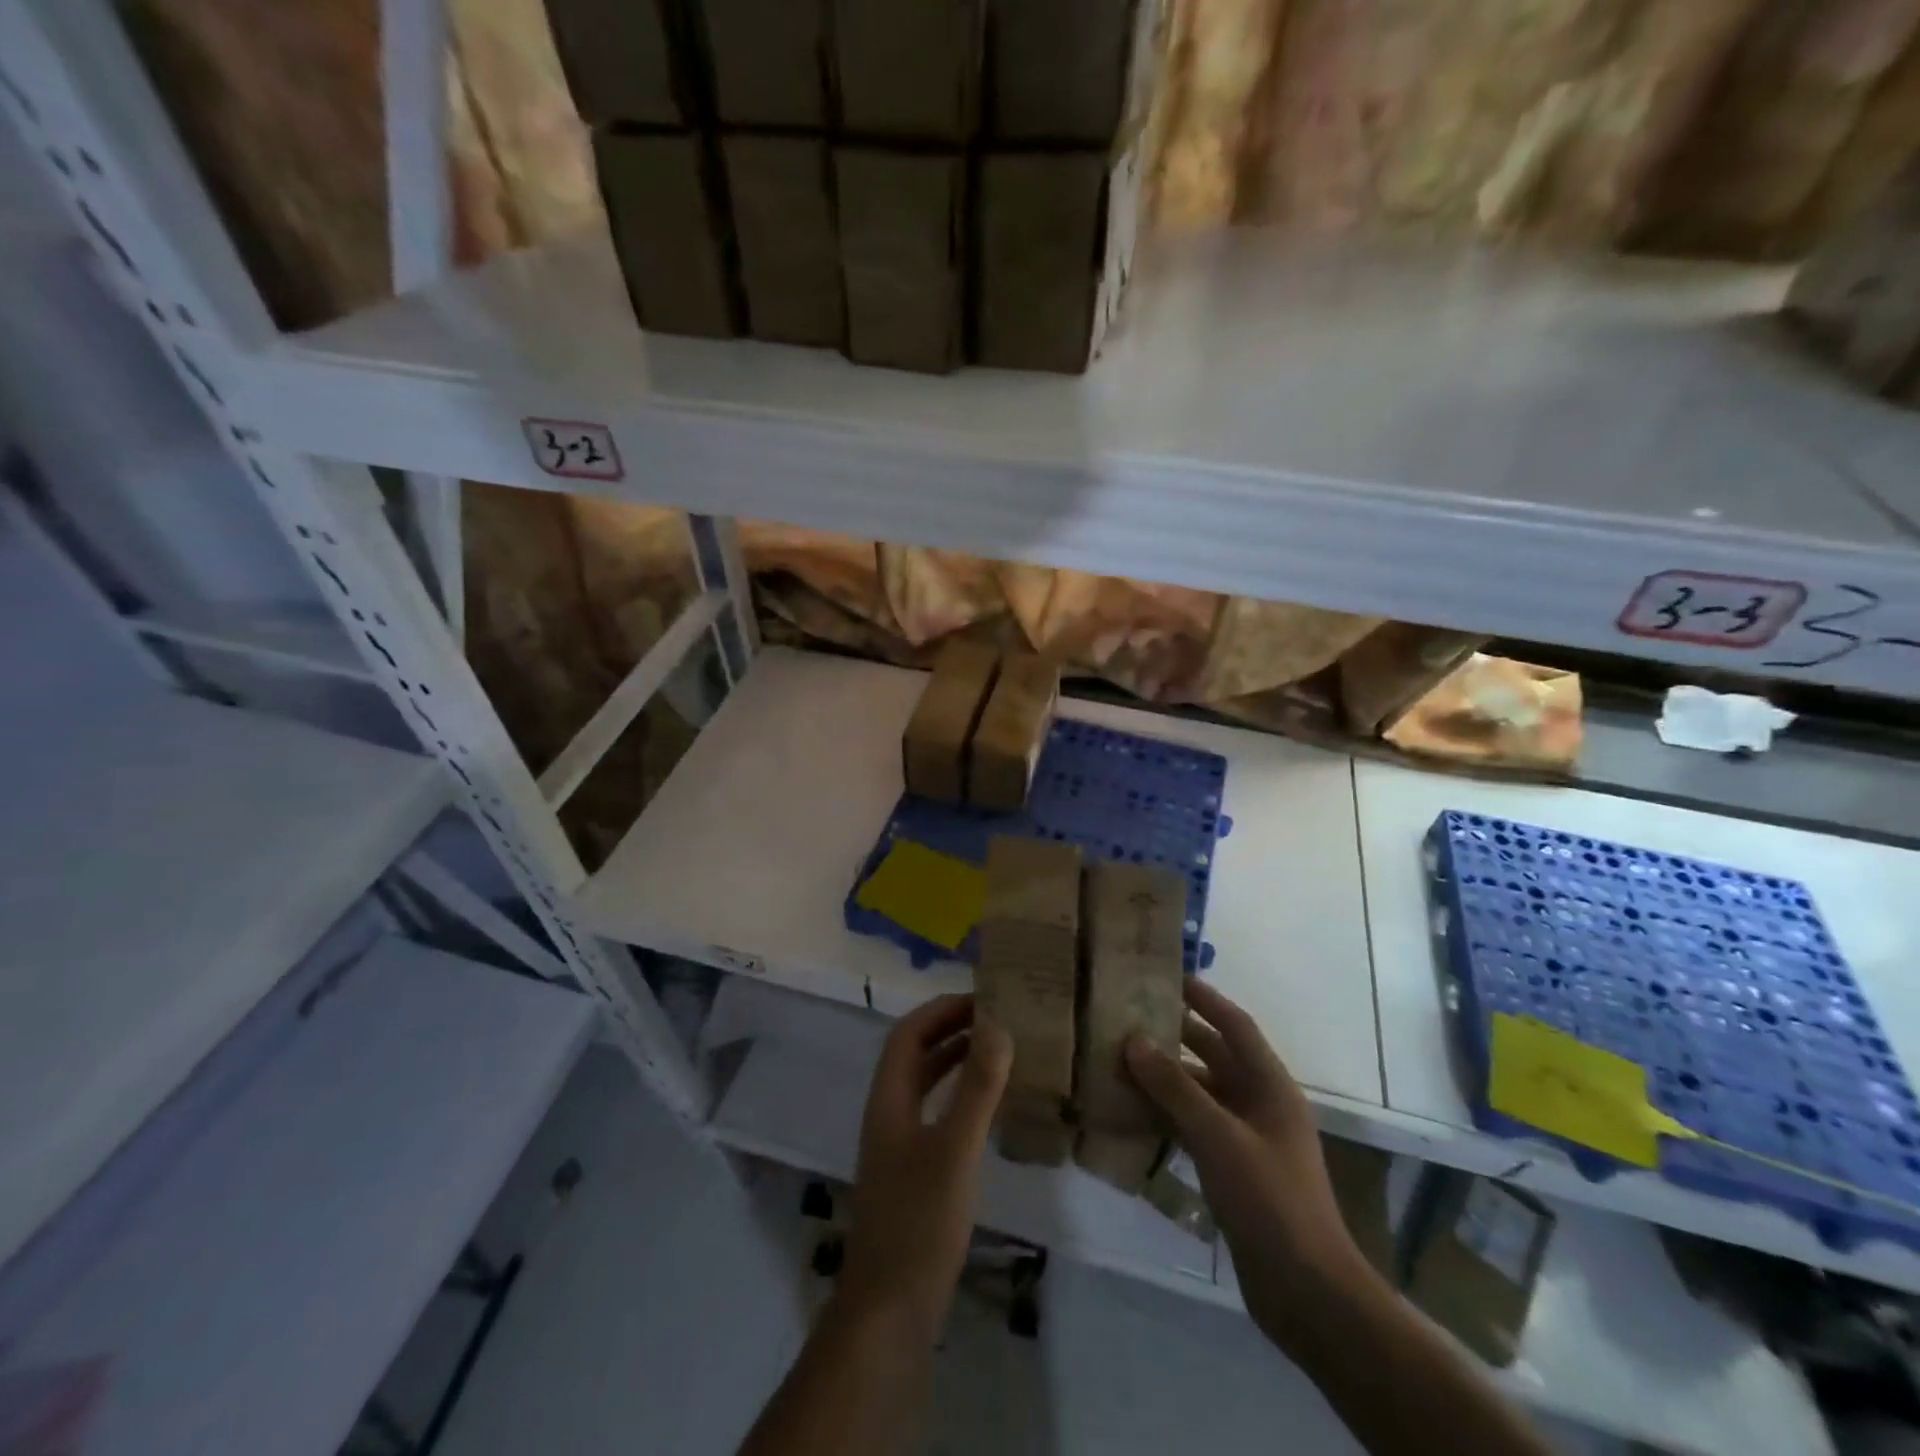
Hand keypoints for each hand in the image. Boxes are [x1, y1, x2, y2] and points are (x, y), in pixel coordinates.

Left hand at [841, 994, 1012, 1339]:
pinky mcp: (912, 1173)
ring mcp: (898, 1145)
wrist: (890, 1310)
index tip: (983, 998)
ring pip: (925, 1084)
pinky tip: (988, 1108)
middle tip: (997, 1018)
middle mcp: (888, 1113)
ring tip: (998, 1050)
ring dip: (955, 1060)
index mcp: (888, 1099)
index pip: (908, 1034)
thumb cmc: (920, 1221)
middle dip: (951, 1029)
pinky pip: (936, 1113)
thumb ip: (977, 1087)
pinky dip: (960, 1096)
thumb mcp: (955, 1149)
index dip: (941, 1009)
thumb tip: (998, 1025)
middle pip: (915, 1054)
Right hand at [1124, 979, 1370, 1348]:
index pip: (1235, 1025)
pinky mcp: (1235, 1170)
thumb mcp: (1218, 1136)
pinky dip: (1168, 1116)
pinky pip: (1196, 1127)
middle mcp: (1261, 1104)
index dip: (1204, 998)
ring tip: (1120, 1061)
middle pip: (1215, 1056)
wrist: (1306, 1291)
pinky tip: (1134, 1114)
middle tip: (1130, 1016)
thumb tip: (1134, 1041)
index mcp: (1270, 1086)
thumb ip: (1174, 1088)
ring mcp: (1248, 1139)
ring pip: (1201, 1093)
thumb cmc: (1269, 1199)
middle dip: (1176, 1035)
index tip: (1168, 976)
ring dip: (1166, 1079)